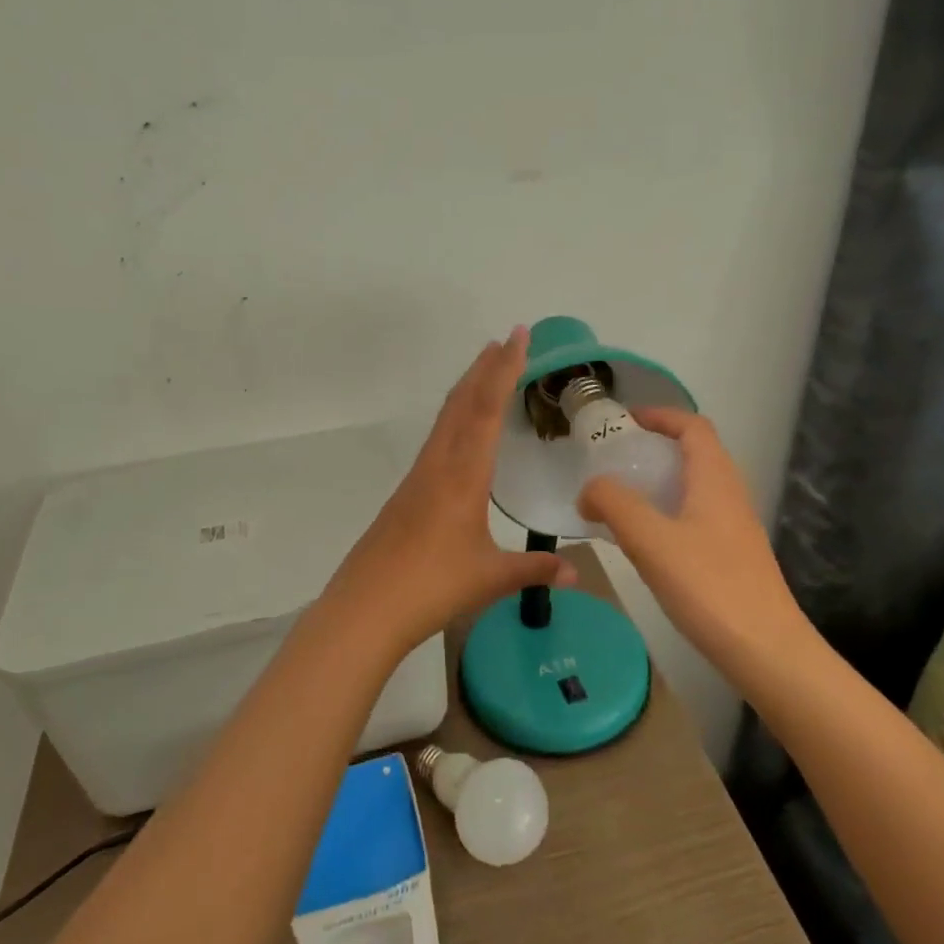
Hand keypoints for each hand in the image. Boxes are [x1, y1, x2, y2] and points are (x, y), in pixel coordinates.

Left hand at [319, 327, 577, 658]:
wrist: (366, 607)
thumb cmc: (432, 587)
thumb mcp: (491, 577)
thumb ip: (534, 570)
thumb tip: (576, 575)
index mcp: (463, 475)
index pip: (486, 410)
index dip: (504, 370)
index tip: (517, 336)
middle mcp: (438, 465)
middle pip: (461, 403)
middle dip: (485, 368)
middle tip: (507, 339)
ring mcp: (418, 477)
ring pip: (445, 419)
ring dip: (467, 389)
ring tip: (486, 370)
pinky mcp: (406, 493)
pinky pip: (436, 440)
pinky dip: (454, 417)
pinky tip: (460, 432)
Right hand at [577, 408, 810, 679]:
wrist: (767, 651)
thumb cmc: (709, 587)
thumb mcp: (651, 540)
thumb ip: (614, 504)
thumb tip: (589, 489)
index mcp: (715, 480)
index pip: (693, 427)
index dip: (660, 415)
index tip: (624, 421)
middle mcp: (730, 495)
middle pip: (695, 454)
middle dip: (654, 448)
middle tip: (613, 461)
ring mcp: (735, 528)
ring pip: (695, 488)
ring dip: (659, 483)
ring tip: (620, 498)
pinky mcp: (733, 557)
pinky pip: (695, 517)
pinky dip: (667, 513)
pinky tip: (644, 541)